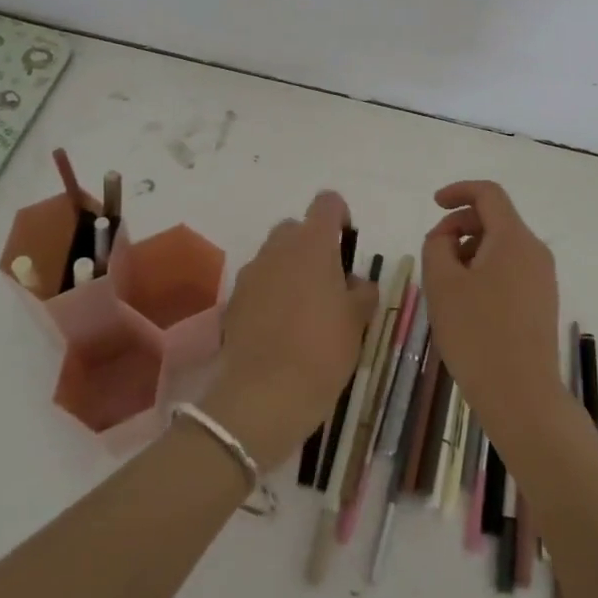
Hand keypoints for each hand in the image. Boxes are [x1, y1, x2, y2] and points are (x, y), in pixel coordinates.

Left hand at [203, 191, 376, 469]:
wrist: (264, 395)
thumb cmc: (322, 350)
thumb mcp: (358, 320)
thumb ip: (362, 291)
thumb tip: (356, 283)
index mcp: (313, 243)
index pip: (327, 202)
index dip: (340, 215)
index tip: (347, 243)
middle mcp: (278, 247)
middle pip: (297, 228)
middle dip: (313, 246)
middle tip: (329, 282)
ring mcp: (252, 272)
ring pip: (275, 256)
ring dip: (291, 269)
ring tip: (305, 309)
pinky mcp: (235, 299)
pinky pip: (259, 282)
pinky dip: (271, 293)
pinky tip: (282, 327)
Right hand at [420, 180, 563, 435]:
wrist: (522, 396)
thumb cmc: (477, 334)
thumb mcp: (442, 284)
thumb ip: (437, 245)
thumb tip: (446, 236)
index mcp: (513, 238)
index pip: (488, 194)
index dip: (458, 191)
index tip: (434, 203)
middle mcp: (535, 250)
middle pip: (495, 219)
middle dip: (460, 227)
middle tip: (433, 255)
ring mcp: (543, 278)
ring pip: (502, 246)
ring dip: (471, 252)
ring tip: (447, 286)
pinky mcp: (542, 301)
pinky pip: (511, 269)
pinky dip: (486, 271)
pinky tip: (467, 304)